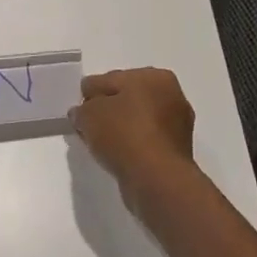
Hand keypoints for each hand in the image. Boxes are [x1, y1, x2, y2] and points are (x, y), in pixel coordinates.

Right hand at [71, 67, 197, 209]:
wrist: (157, 179)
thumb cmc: (124, 135)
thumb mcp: (89, 114)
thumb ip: (82, 109)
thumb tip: (83, 114)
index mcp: (153, 76)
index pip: (109, 79)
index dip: (90, 95)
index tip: (79, 112)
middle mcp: (171, 94)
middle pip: (126, 98)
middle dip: (107, 110)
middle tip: (88, 127)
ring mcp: (178, 124)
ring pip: (137, 121)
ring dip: (120, 129)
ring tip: (101, 144)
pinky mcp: (177, 150)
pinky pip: (145, 141)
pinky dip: (132, 145)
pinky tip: (117, 155)